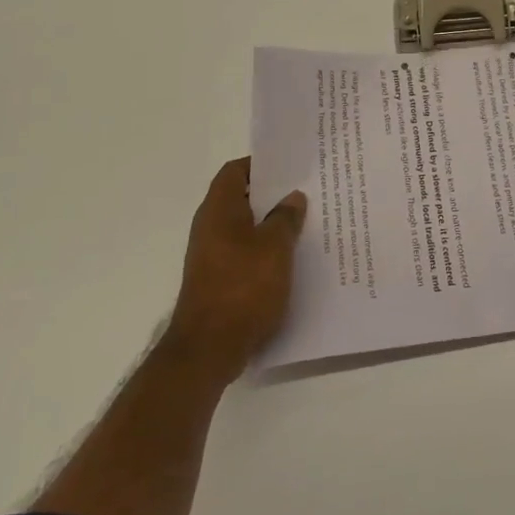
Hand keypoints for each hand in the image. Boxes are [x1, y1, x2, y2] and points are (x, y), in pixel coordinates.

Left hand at [159, 158, 306, 382]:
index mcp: (219, 210)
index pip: (235, 171)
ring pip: (244, 227)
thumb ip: (285, 218)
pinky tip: (290, 258)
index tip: (290, 166)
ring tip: (305, 223)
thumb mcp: (275, 248)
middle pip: (241, 198)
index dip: (261, 164)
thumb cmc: (243, 288)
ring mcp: (211, 256)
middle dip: (272, 195)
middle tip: (306, 192)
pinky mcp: (217, 280)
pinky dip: (264, 250)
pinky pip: (244, 252)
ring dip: (270, 224)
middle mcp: (210, 227)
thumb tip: (292, 197)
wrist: (208, 349)